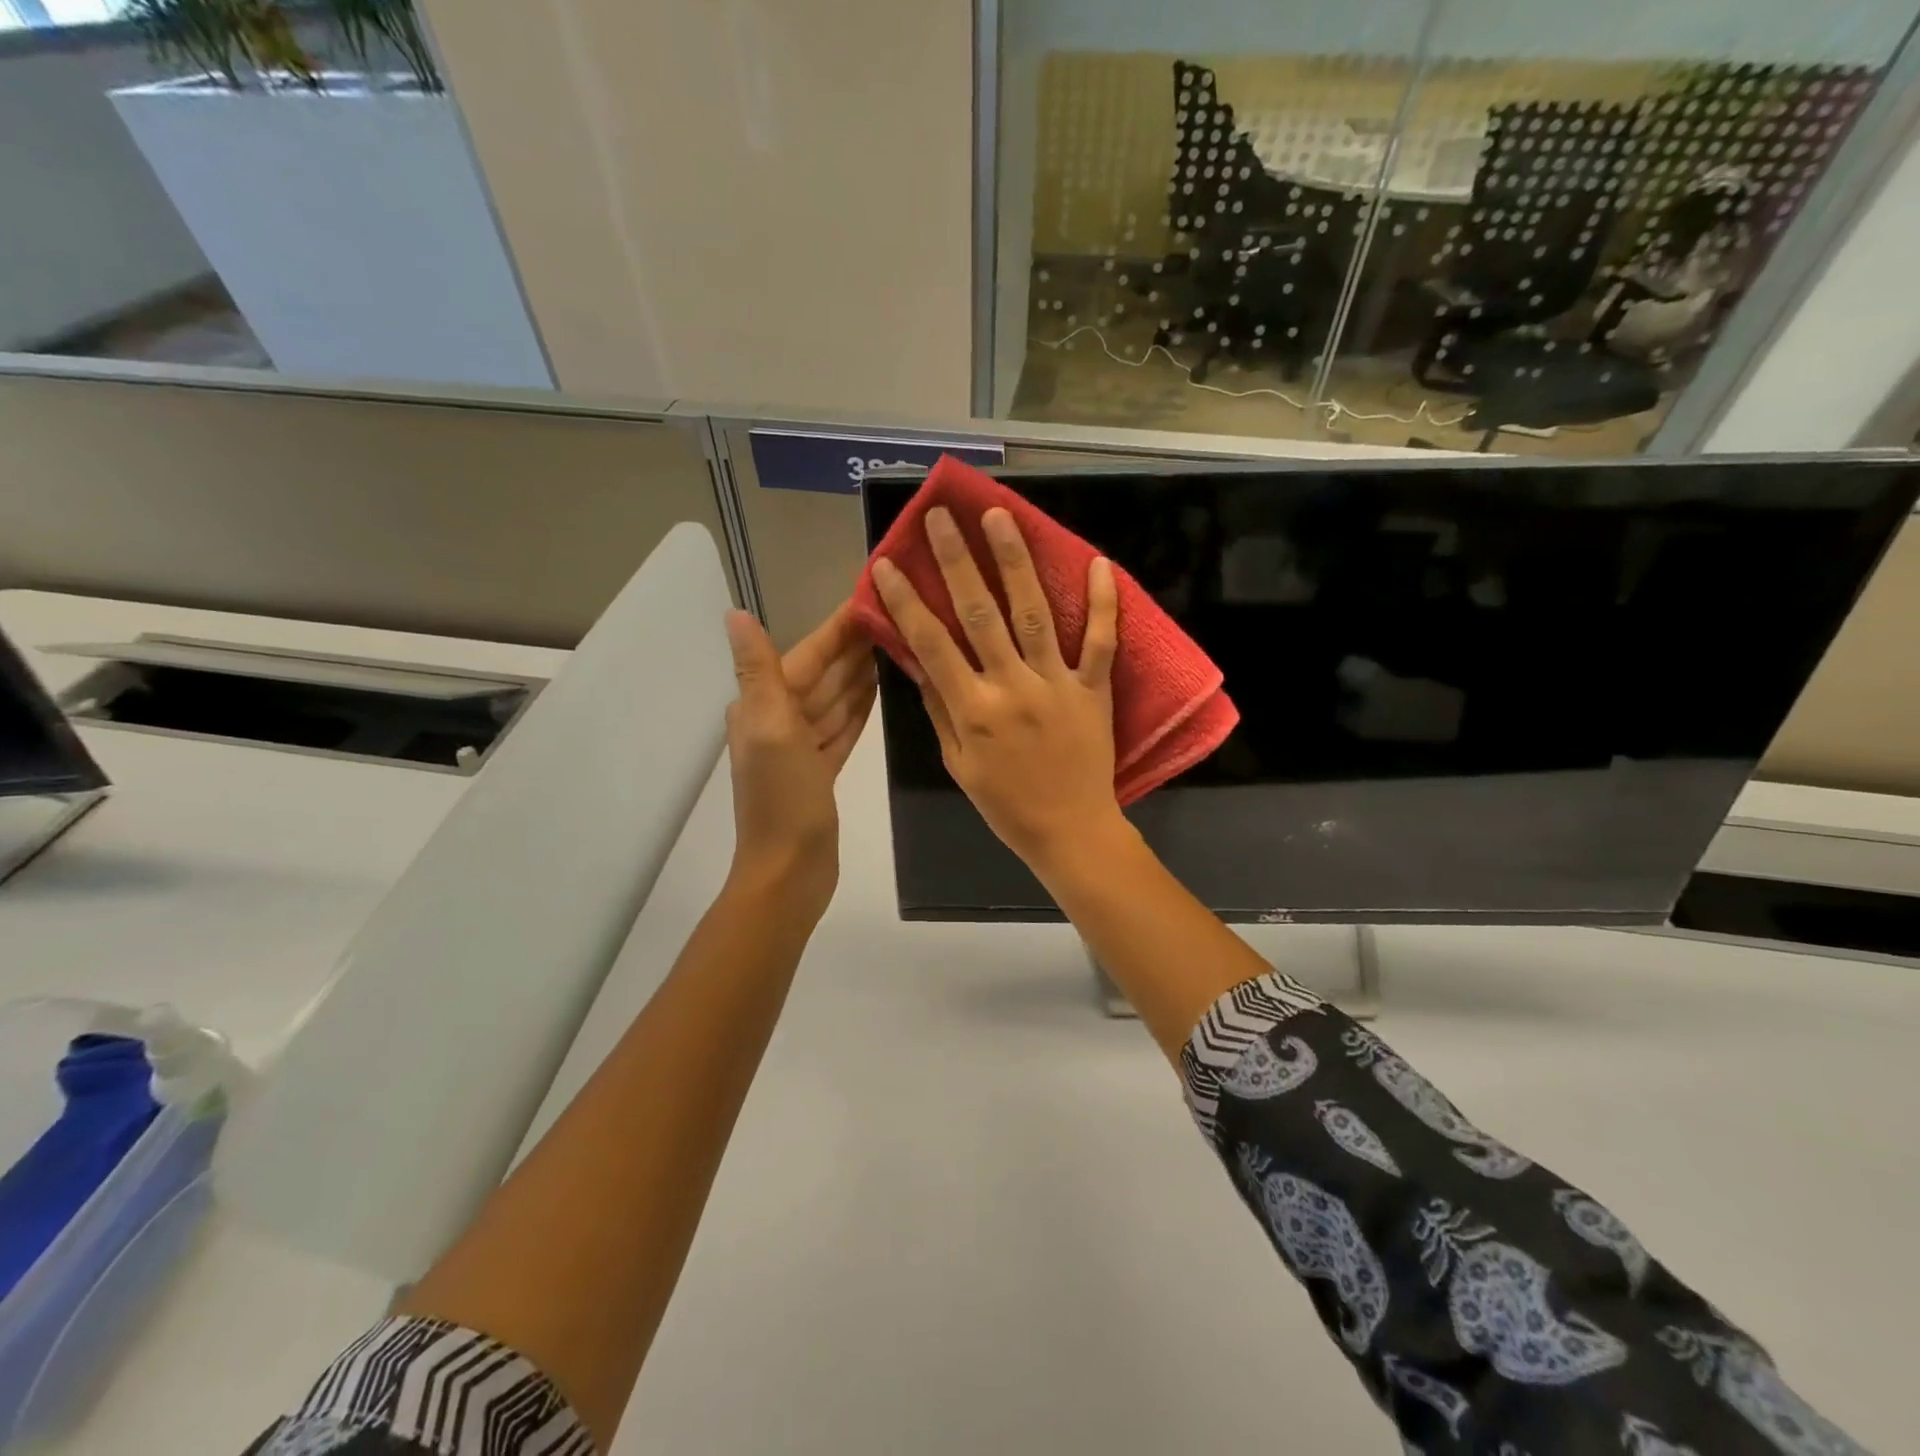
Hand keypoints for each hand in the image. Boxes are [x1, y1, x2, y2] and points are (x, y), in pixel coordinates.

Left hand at [724, 603, 875, 913]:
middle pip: (821, 674)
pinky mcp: (820, 770)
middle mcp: (778, 720)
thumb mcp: (770, 728)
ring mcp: (799, 747)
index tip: (869, 599)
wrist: (790, 871)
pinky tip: (877, 690)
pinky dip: (857, 708)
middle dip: (852, 647)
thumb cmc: (783, 798)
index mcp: (763, 706)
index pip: (806, 655)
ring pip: (833, 698)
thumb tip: (735, 613)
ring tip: (893, 646)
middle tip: (895, 618)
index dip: (836, 628)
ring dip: (858, 673)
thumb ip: (759, 671)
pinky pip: (840, 727)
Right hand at [871, 505, 1122, 870]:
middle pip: (980, 614)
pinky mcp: (1093, 689)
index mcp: (972, 710)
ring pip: (1034, 614)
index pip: (931, 644)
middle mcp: (1011, 687)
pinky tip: (1097, 562)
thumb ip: (939, 710)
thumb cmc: (1006, 803)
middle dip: (957, 561)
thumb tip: (918, 661)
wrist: (1069, 830)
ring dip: (1015, 562)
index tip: (889, 563)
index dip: (907, 601)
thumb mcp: (958, 764)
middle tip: (942, 517)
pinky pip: (1101, 642)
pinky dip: (1102, 603)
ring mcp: (1056, 684)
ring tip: (1000, 517)